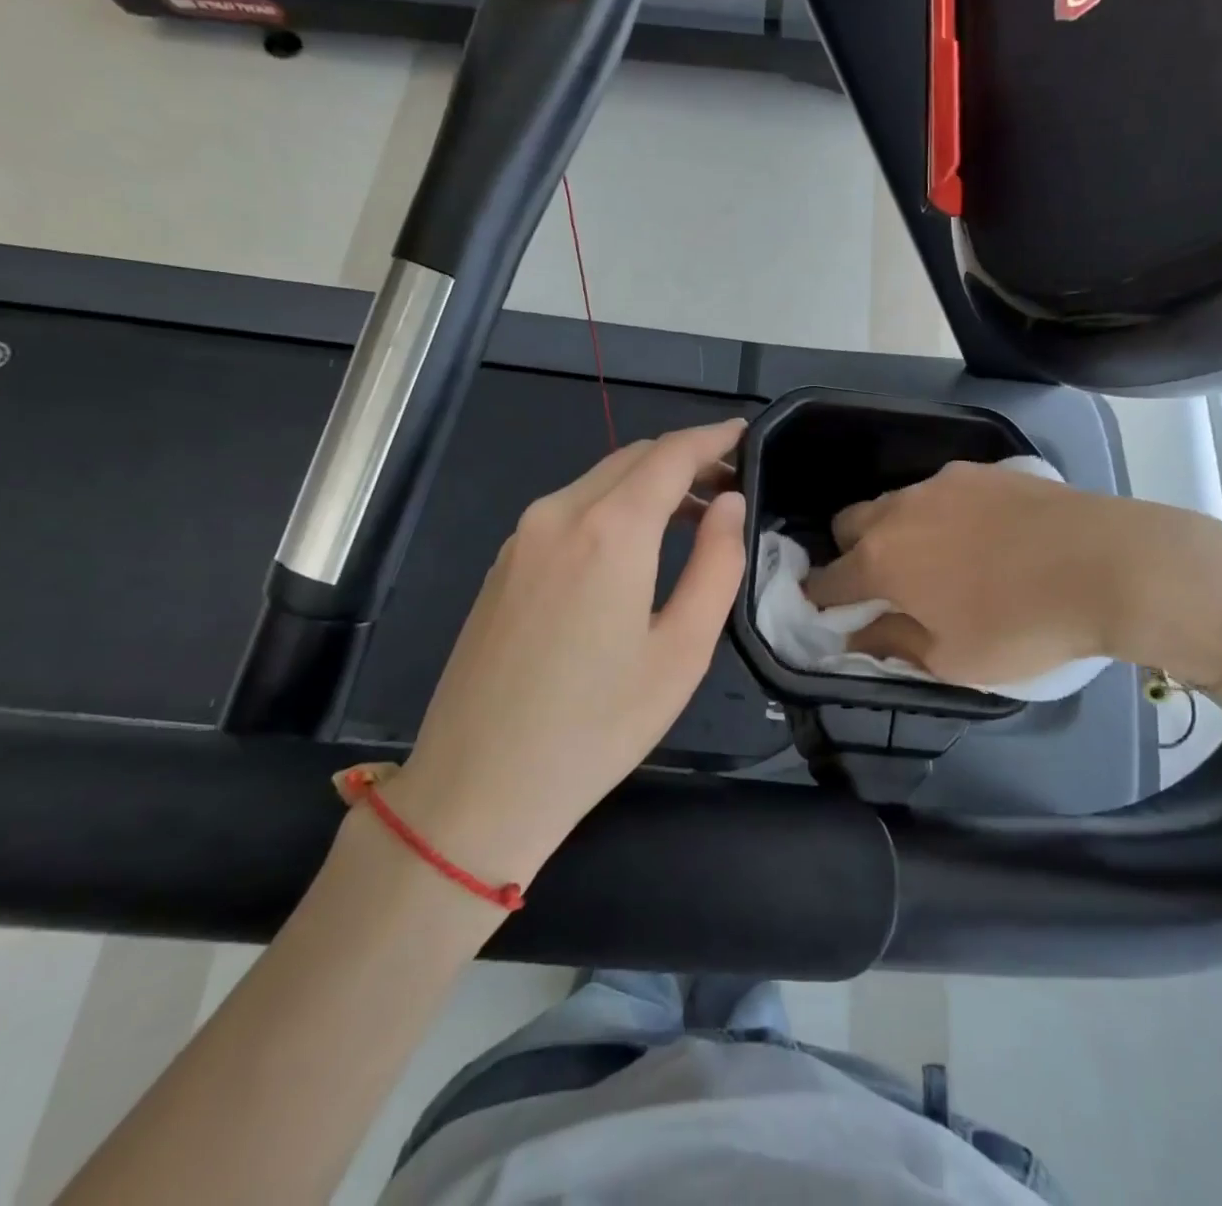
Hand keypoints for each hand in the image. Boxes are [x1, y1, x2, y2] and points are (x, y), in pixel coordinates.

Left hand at [387, 420, 746, 883]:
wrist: (477, 787)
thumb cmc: (597, 727)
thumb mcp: (682, 650)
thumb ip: (717, 564)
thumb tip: (730, 505)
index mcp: (609, 531)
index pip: (670, 454)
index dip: (712, 438)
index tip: (744, 434)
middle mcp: (558, 514)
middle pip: (633, 458)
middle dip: (685, 460)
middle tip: (730, 486)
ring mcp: (522, 537)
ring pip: (598, 481)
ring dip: (649, 484)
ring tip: (693, 516)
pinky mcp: (504, 563)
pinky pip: (569, 510)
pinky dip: (613, 507)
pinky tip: (634, 546)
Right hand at [804, 460, 1208, 684]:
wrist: (1108, 565)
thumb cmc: (1022, 625)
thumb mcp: (952, 659)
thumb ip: (893, 643)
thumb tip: (858, 633)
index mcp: (881, 560)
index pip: (826, 580)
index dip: (822, 602)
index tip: (832, 615)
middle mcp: (899, 510)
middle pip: (848, 525)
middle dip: (851, 554)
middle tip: (886, 586)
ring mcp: (942, 483)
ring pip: (895, 503)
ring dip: (897, 531)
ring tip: (940, 559)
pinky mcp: (983, 470)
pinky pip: (941, 492)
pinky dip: (941, 514)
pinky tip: (983, 537)